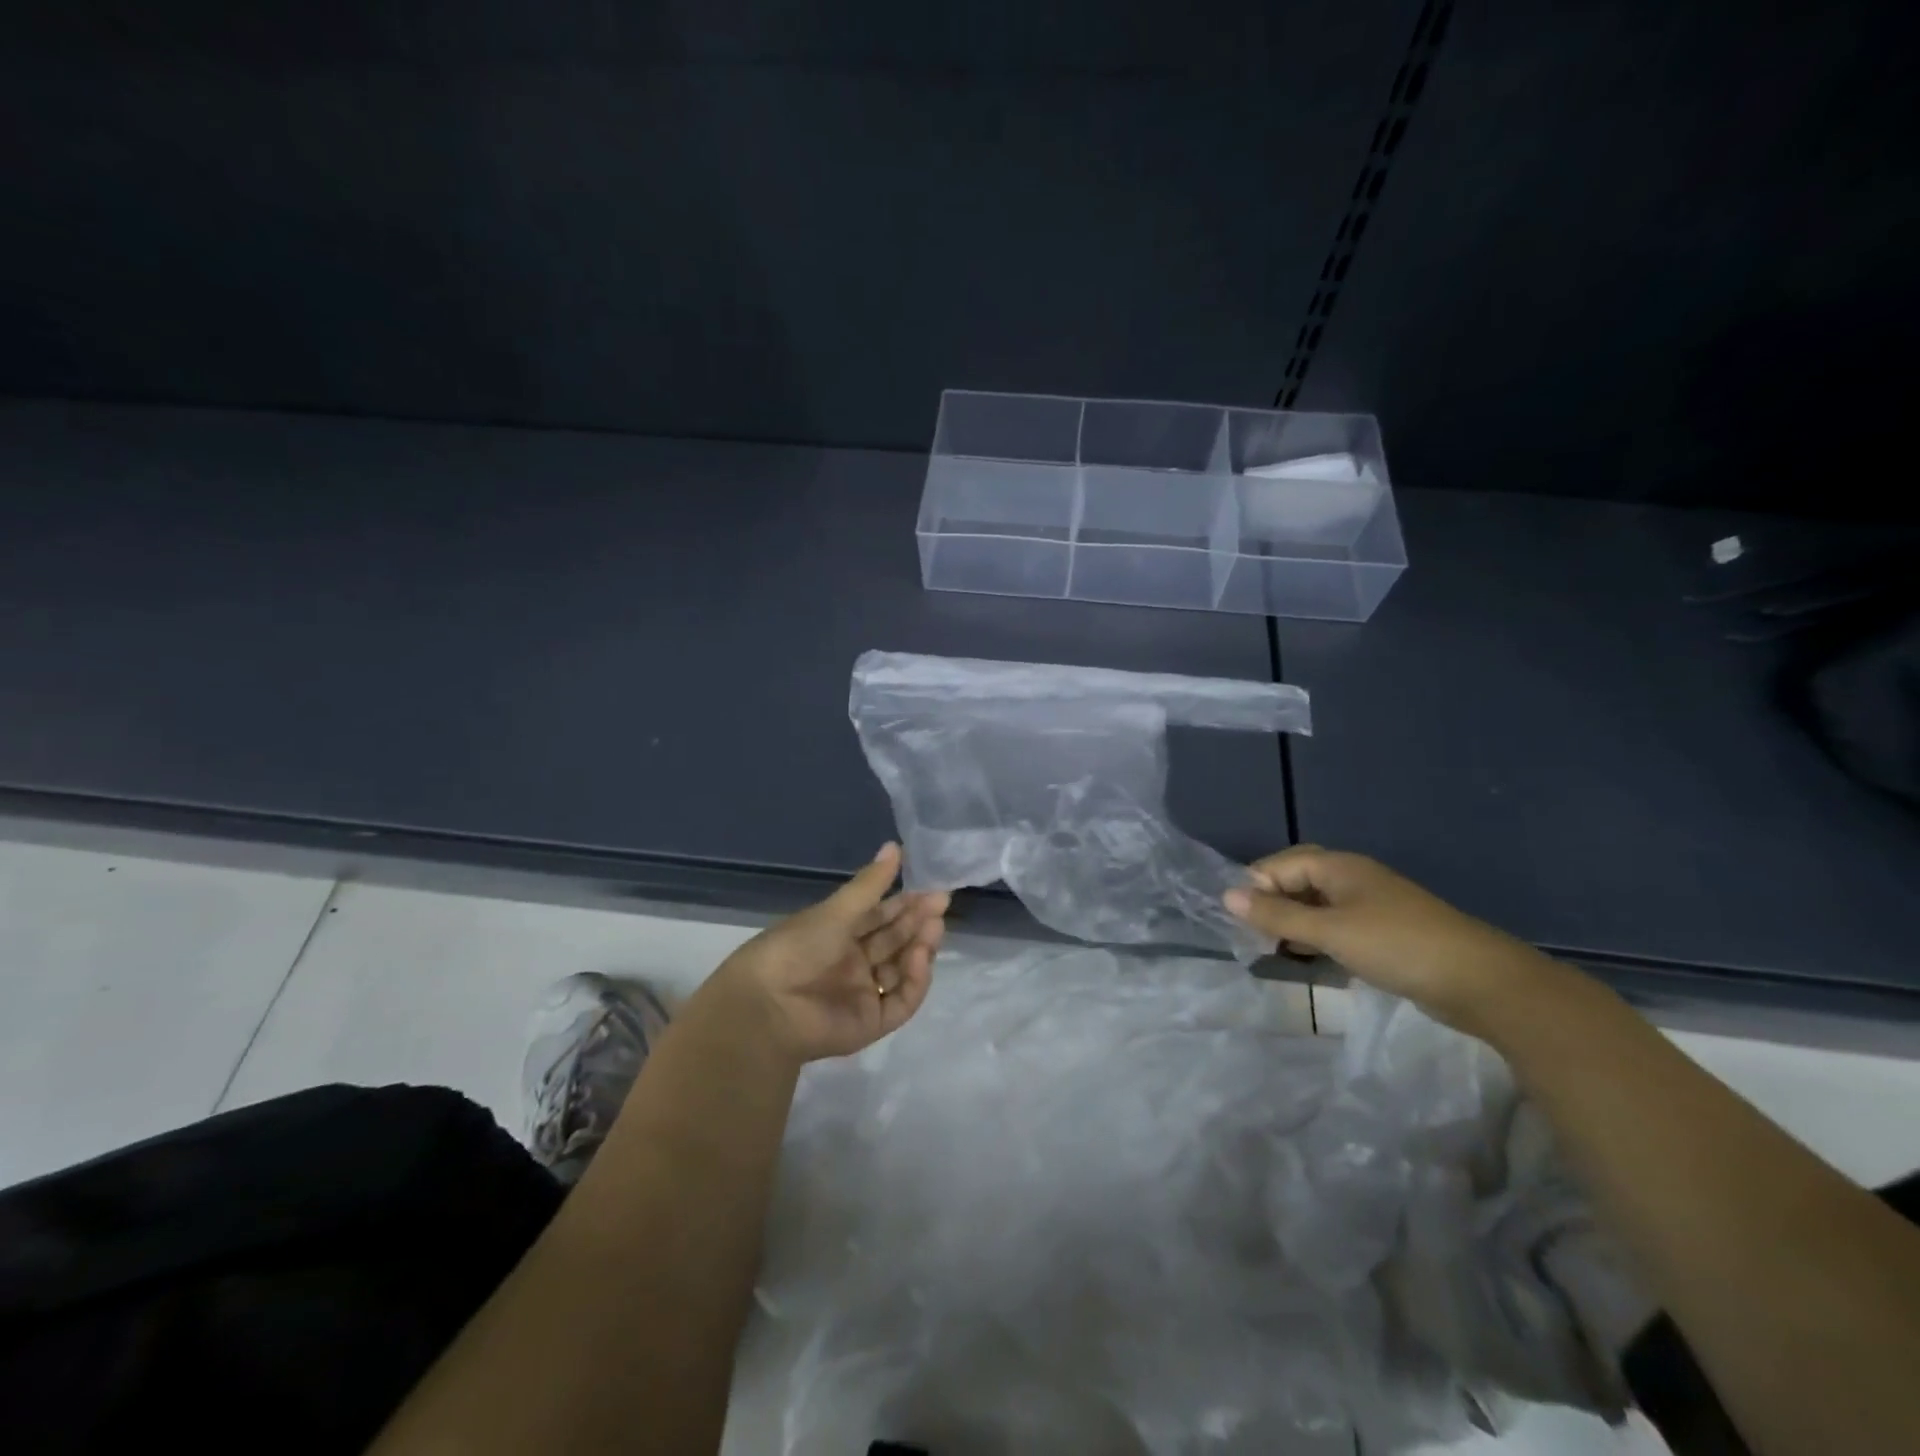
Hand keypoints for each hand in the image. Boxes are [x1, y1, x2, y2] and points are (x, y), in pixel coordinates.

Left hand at [706, 843, 947, 1063]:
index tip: (932, 889)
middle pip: (895, 941)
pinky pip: (901, 1001)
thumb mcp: (836, 911)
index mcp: (837, 934)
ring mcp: (863, 993)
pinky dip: (915, 981)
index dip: (905, 903)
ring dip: (920, 948)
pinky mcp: (871, 1023)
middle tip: (941, 904)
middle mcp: (852, 963)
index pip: (880, 916)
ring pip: (902, 970)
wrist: (767, 1006)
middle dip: (918, 922)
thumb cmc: (796, 948)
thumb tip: (896, 845)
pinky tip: (921, 958)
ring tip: (934, 928)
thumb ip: (871, 883)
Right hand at [1224, 845, 1549, 1033]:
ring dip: (1293, 923)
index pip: (1280, 864)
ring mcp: (1372, 906)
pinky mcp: (1385, 933)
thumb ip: (1277, 917)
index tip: (1238, 921)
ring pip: (1317, 905)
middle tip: (1253, 935)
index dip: (1256, 887)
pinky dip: (1317, 937)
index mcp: (1340, 867)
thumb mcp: (1329, 932)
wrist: (1481, 982)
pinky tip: (1310, 958)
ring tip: (1273, 950)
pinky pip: (1337, 925)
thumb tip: (1226, 897)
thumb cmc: (1397, 946)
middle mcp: (1354, 878)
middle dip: (1272, 904)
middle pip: (1298, 880)